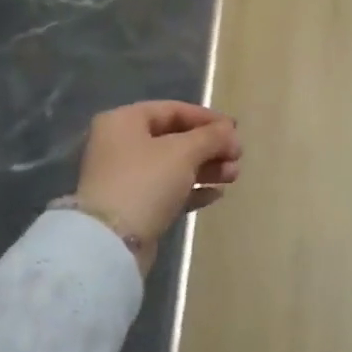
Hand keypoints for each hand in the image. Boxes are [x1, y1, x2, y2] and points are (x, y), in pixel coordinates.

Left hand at [75, 102, 241, 273]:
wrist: (112, 241)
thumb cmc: (145, 182)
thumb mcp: (183, 152)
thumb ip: (210, 137)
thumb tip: (229, 131)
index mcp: (123, 121)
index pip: (172, 110)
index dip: (206, 118)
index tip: (235, 130)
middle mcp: (120, 145)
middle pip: (174, 139)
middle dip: (209, 147)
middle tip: (238, 157)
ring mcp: (125, 177)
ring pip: (173, 166)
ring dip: (206, 168)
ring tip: (233, 176)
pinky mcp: (134, 206)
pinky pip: (168, 190)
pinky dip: (192, 189)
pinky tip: (216, 194)